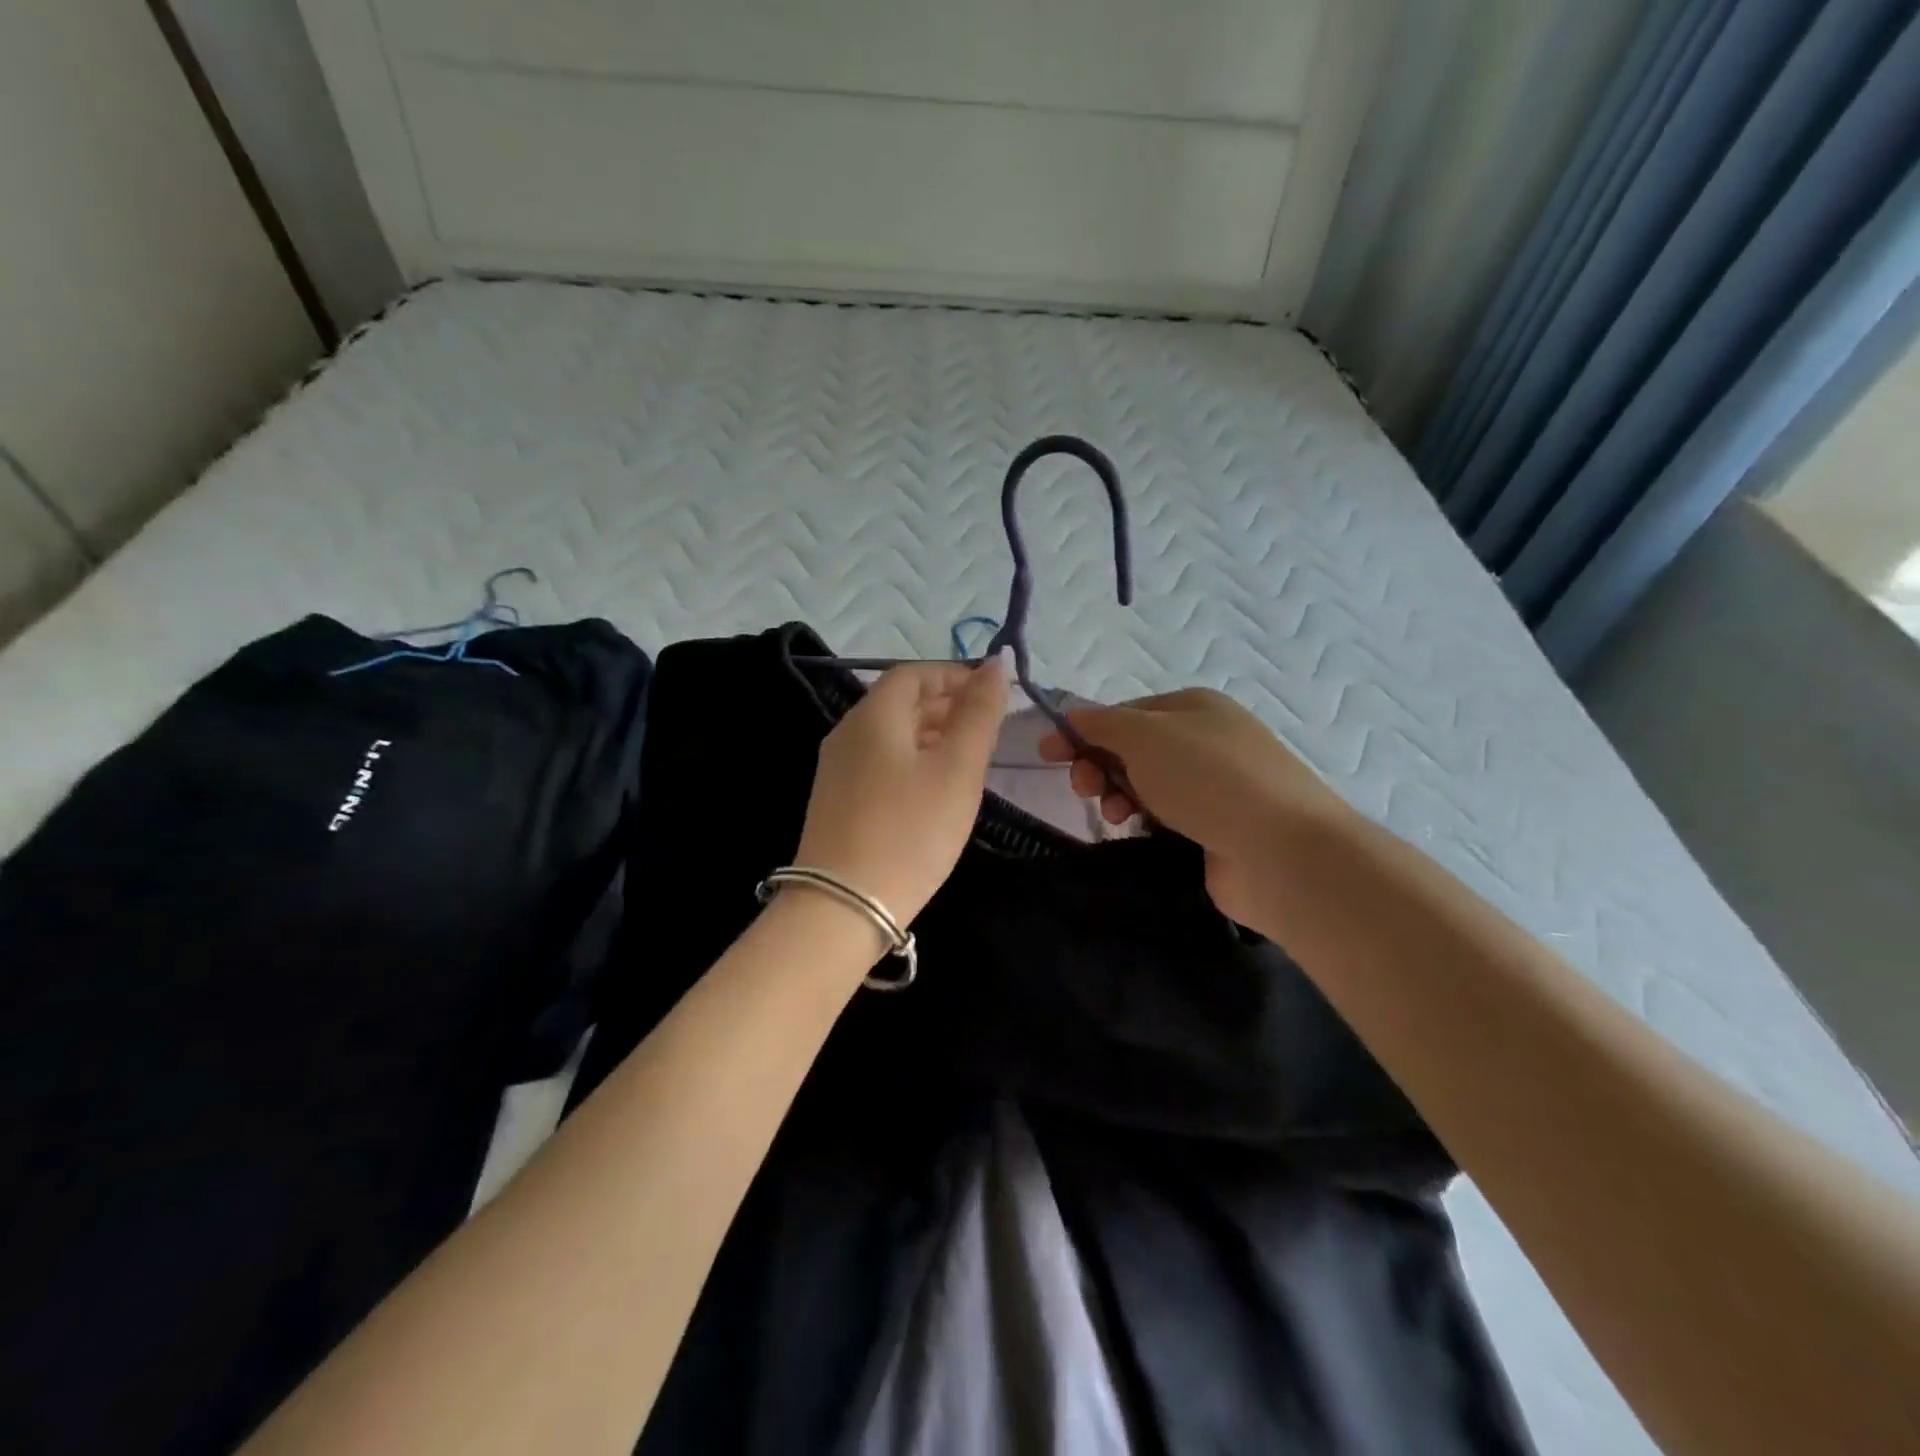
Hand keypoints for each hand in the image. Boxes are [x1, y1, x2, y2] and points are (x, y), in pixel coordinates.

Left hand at [793, 656, 1008, 929]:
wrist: (843, 906)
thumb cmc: (910, 830)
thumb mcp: (957, 769)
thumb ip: (979, 713)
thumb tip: (996, 664)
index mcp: (873, 715)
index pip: (914, 674)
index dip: (955, 676)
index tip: (993, 694)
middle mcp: (848, 733)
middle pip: (900, 702)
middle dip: (947, 705)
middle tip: (989, 729)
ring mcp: (837, 769)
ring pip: (891, 735)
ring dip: (932, 735)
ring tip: (970, 758)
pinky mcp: (837, 802)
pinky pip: (880, 763)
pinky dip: (913, 761)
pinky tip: (935, 789)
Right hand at [1039, 688, 1353, 929]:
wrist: (1280, 851)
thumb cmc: (1208, 779)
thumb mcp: (1145, 737)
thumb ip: (1102, 724)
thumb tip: (1072, 718)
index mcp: (1193, 707)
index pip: (1124, 712)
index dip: (1084, 730)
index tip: (1047, 754)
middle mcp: (1206, 740)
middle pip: (1133, 748)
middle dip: (1100, 765)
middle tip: (1085, 788)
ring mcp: (1214, 786)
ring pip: (1146, 785)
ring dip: (1119, 794)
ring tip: (1116, 814)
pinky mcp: (1216, 828)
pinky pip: (1164, 817)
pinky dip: (1144, 820)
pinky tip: (1137, 830)